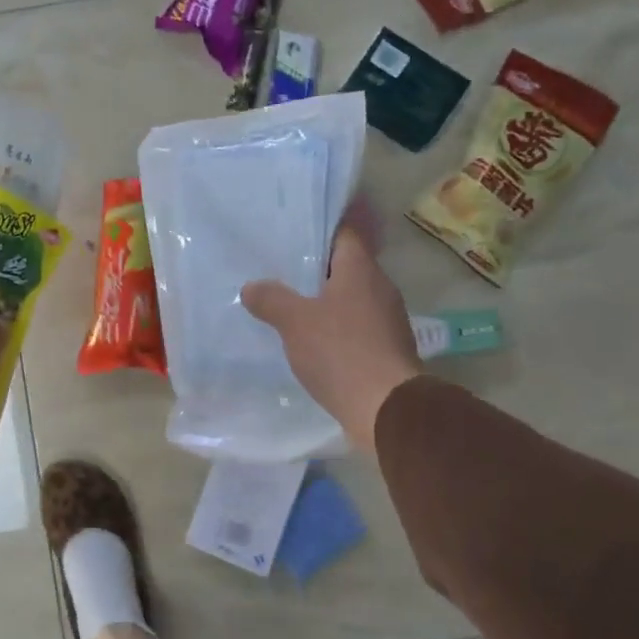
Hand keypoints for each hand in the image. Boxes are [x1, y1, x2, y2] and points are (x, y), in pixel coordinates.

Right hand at [241, 218, 421, 454]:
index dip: (320, 229)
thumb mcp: (295, 321)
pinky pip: (356, 327)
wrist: (386, 408)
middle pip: (347, 267)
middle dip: (317, 268)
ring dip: (325, 301)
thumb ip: (271, 299)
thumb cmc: (340, 351)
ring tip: (291, 303)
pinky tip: (311, 339)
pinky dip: (335, 328)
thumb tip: (251, 287)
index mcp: (361, 270)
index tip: (294, 230)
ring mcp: (387, 320)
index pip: (345, 234)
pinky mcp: (386, 349)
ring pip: (351, 299)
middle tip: (282, 268)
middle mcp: (380, 288)